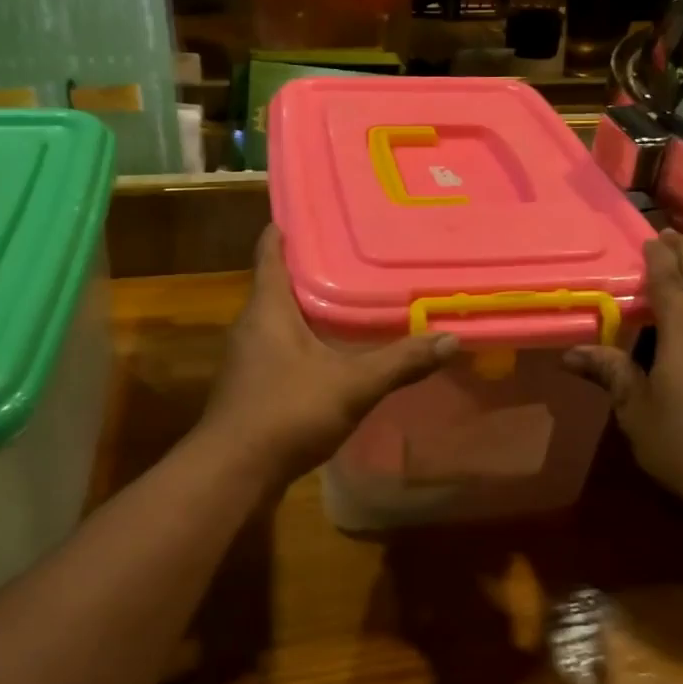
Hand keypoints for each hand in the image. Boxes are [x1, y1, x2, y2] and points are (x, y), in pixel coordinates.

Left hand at [199, 227, 456, 482]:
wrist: (233, 473)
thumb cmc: (286, 412)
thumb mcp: (352, 385)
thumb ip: (400, 362)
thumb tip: (449, 338)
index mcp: (267, 308)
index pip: (270, 251)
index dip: (287, 228)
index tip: (317, 210)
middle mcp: (251, 324)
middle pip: (278, 283)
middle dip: (312, 268)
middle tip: (355, 253)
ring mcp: (247, 357)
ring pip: (279, 317)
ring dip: (309, 306)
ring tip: (350, 297)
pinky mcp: (251, 385)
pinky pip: (280, 347)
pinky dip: (304, 339)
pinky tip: (332, 351)